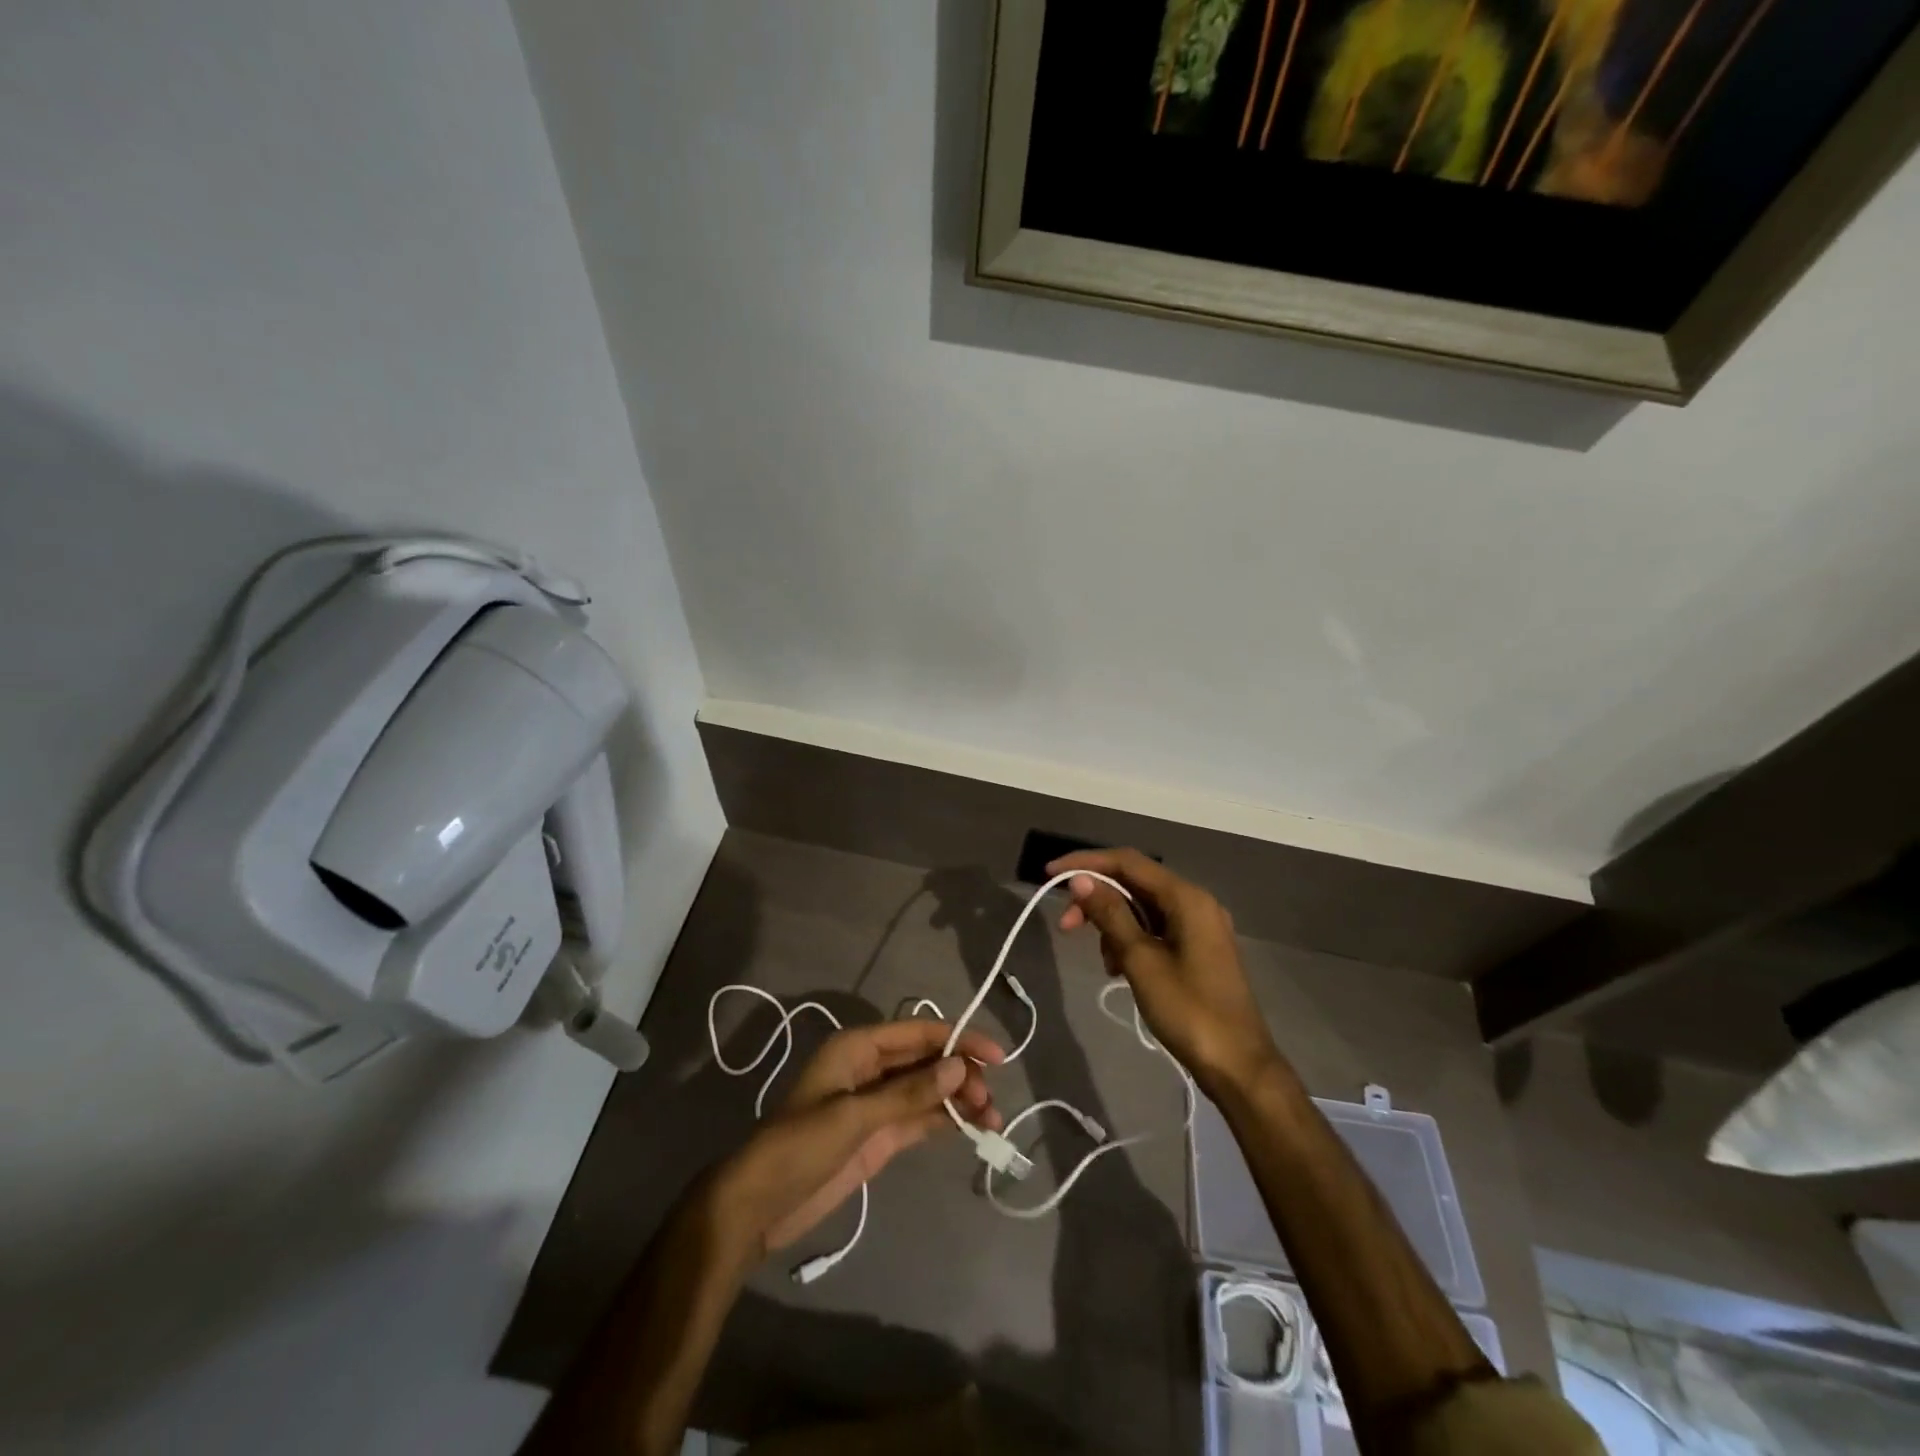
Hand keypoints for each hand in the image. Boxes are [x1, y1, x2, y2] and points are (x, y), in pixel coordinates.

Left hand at [705, 1019, 1004, 1261]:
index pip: (918, 1032)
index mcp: (858, 1047)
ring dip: (959, 1100)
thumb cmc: (799, 1147)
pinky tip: (973, 1129)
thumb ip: (909, 1093)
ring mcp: (876, 1103)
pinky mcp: (879, 1135)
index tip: (996, 1055)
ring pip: (928, 1090)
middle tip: (989, 1102)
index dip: (959, 1038)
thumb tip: (960, 1067)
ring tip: (993, 1120)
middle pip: (927, 1060)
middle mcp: (871, 1068)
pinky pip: (920, 1119)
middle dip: (962, 1074)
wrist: (758, 1206)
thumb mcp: (854, 1117)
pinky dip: (946, 1121)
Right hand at [1050, 848, 1281, 1097]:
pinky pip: (1155, 929)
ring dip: (1113, 923)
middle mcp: (1195, 902)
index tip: (1050, 874)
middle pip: (1135, 883)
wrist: (1238, 1066)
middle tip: (1066, 926)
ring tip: (1104, 961)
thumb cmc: (1189, 1011)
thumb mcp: (1141, 961)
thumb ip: (1111, 915)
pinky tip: (1119, 969)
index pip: (1127, 862)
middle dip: (1097, 899)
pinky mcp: (1197, 948)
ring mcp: (1199, 926)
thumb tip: (1081, 880)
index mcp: (1187, 898)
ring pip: (1143, 908)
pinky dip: (1131, 940)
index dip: (1086, 863)